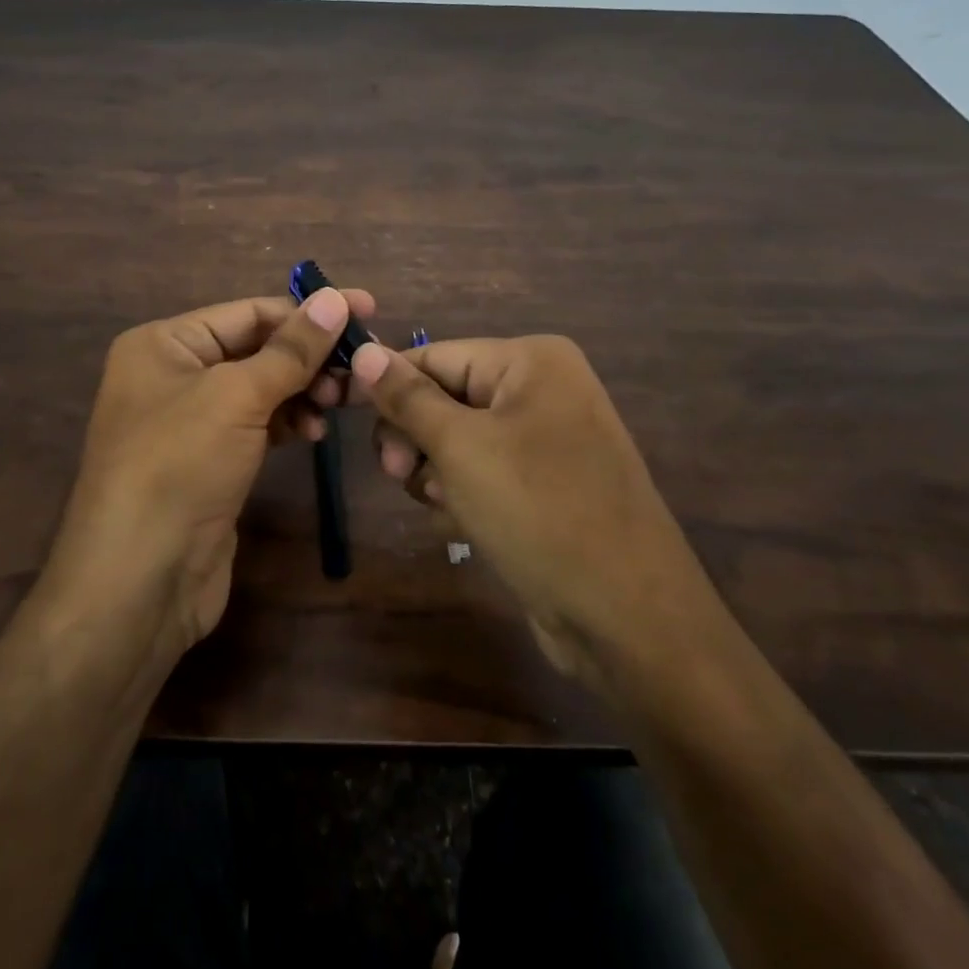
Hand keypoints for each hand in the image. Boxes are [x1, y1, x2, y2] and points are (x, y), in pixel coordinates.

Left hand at [42, 286, 372, 654]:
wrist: (138, 581)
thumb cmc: (179, 466)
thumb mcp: (237, 396)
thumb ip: (292, 349)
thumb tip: (337, 298)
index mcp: (164, 343)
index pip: (249, 312)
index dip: (309, 311)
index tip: (368, 310)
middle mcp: (173, 374)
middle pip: (257, 348)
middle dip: (310, 356)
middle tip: (364, 367)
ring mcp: (190, 422)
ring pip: (261, 388)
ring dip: (304, 390)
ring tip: (342, 401)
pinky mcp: (210, 461)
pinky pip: (258, 424)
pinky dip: (288, 422)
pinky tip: (313, 431)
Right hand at [350, 336, 721, 694]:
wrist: (627, 617)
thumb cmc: (539, 511)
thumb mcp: (460, 447)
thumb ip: (406, 397)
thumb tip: (363, 350)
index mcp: (531, 361)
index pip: (434, 356)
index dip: (387, 386)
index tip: (341, 415)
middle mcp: (542, 389)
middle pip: (444, 396)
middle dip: (415, 435)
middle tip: (399, 471)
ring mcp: (547, 439)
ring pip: (457, 439)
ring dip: (435, 469)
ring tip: (442, 503)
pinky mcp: (545, 484)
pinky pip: (482, 471)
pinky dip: (462, 492)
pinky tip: (463, 522)